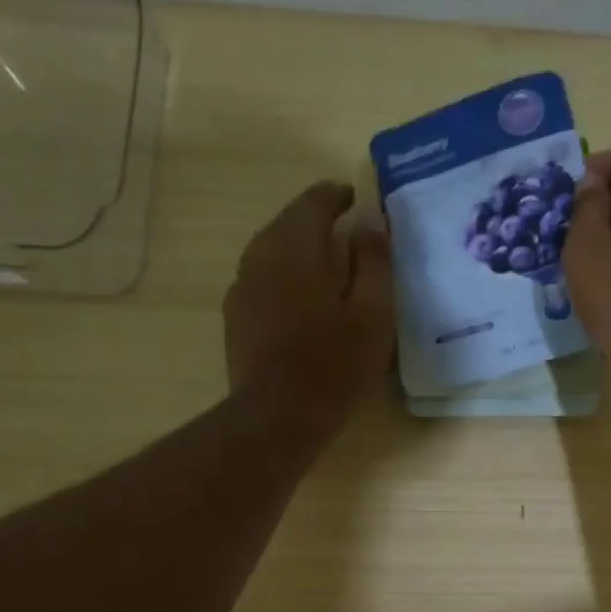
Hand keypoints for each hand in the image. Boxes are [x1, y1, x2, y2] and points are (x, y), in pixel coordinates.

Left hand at [224, 181, 393, 418]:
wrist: (278, 415)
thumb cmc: (335, 364)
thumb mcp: (373, 314)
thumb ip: (374, 262)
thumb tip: (371, 222)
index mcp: (296, 249)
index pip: (313, 203)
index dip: (335, 196)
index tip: (354, 197)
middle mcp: (260, 257)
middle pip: (287, 223)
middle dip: (315, 219)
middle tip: (344, 227)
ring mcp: (242, 287)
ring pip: (271, 250)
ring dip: (298, 247)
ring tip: (325, 261)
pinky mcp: (236, 316)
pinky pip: (262, 277)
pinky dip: (284, 273)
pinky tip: (300, 296)